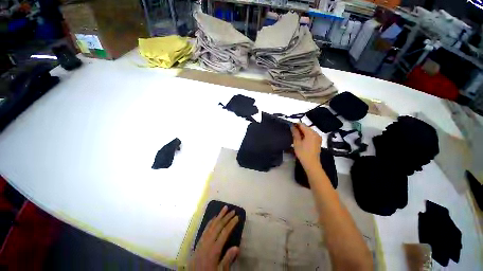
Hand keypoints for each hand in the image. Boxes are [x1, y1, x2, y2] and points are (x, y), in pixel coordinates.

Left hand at [189, 206, 239, 270]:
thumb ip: (227, 259)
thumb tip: (237, 247)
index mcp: (214, 249)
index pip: (225, 232)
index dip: (231, 223)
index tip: (237, 217)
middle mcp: (208, 242)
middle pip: (218, 226)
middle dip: (226, 217)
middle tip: (233, 210)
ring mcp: (203, 240)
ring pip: (212, 224)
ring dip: (219, 215)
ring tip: (224, 208)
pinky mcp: (199, 241)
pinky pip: (206, 228)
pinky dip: (211, 221)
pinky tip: (214, 217)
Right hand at [291, 123, 321, 166]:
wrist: (311, 163)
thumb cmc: (303, 153)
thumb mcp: (297, 142)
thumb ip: (295, 133)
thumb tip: (292, 126)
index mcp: (311, 133)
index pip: (302, 124)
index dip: (295, 124)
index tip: (289, 126)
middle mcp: (316, 133)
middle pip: (306, 127)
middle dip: (299, 128)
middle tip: (291, 132)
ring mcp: (318, 137)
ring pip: (308, 131)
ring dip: (302, 132)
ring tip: (295, 136)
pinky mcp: (318, 141)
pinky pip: (311, 135)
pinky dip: (306, 135)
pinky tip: (301, 139)